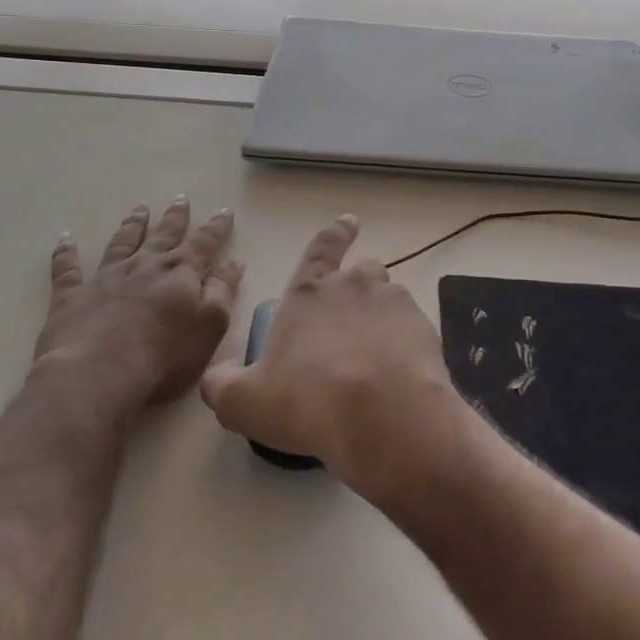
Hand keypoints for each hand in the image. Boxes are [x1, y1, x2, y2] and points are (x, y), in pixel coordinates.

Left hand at [37, 198, 242, 413]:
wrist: (96, 375)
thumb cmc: (162, 357)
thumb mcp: (209, 328)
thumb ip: (223, 293)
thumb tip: (234, 263)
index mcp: (181, 273)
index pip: (204, 243)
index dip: (216, 228)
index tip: (224, 211)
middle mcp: (145, 266)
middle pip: (164, 235)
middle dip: (175, 217)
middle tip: (180, 199)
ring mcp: (106, 278)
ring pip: (122, 242)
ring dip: (132, 225)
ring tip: (139, 209)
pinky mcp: (72, 296)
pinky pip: (67, 269)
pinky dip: (66, 253)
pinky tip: (65, 239)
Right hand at [200, 215, 465, 506]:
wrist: (384, 417)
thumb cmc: (307, 401)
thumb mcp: (245, 402)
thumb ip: (222, 385)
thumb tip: (214, 376)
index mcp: (309, 292)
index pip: (321, 248)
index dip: (335, 233)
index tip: (349, 221)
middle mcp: (353, 285)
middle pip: (360, 272)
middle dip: (356, 290)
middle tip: (350, 329)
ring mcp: (394, 303)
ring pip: (389, 298)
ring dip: (381, 318)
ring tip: (376, 355)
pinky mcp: (424, 327)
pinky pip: (413, 327)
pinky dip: (405, 343)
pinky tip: (399, 374)